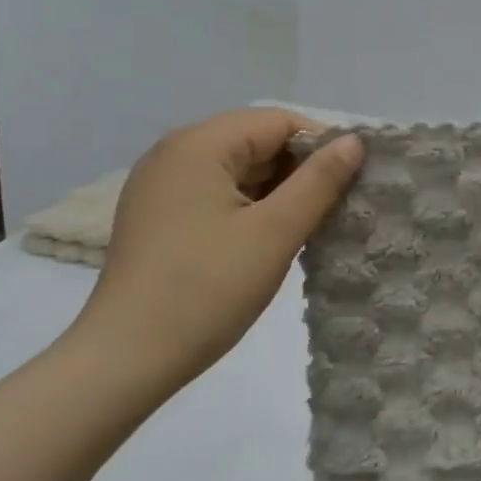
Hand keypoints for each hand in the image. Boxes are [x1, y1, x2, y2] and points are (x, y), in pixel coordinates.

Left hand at [76, 109, 363, 379]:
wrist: (125, 360)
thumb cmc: (206, 289)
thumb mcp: (276, 232)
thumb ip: (320, 181)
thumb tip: (354, 142)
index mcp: (199, 145)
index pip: (279, 121)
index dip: (322, 145)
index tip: (352, 182)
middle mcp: (174, 153)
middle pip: (256, 140)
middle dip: (300, 168)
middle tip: (335, 206)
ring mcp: (160, 185)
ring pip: (238, 168)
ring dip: (277, 189)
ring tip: (308, 224)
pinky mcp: (158, 215)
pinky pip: (217, 192)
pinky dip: (249, 205)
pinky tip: (269, 237)